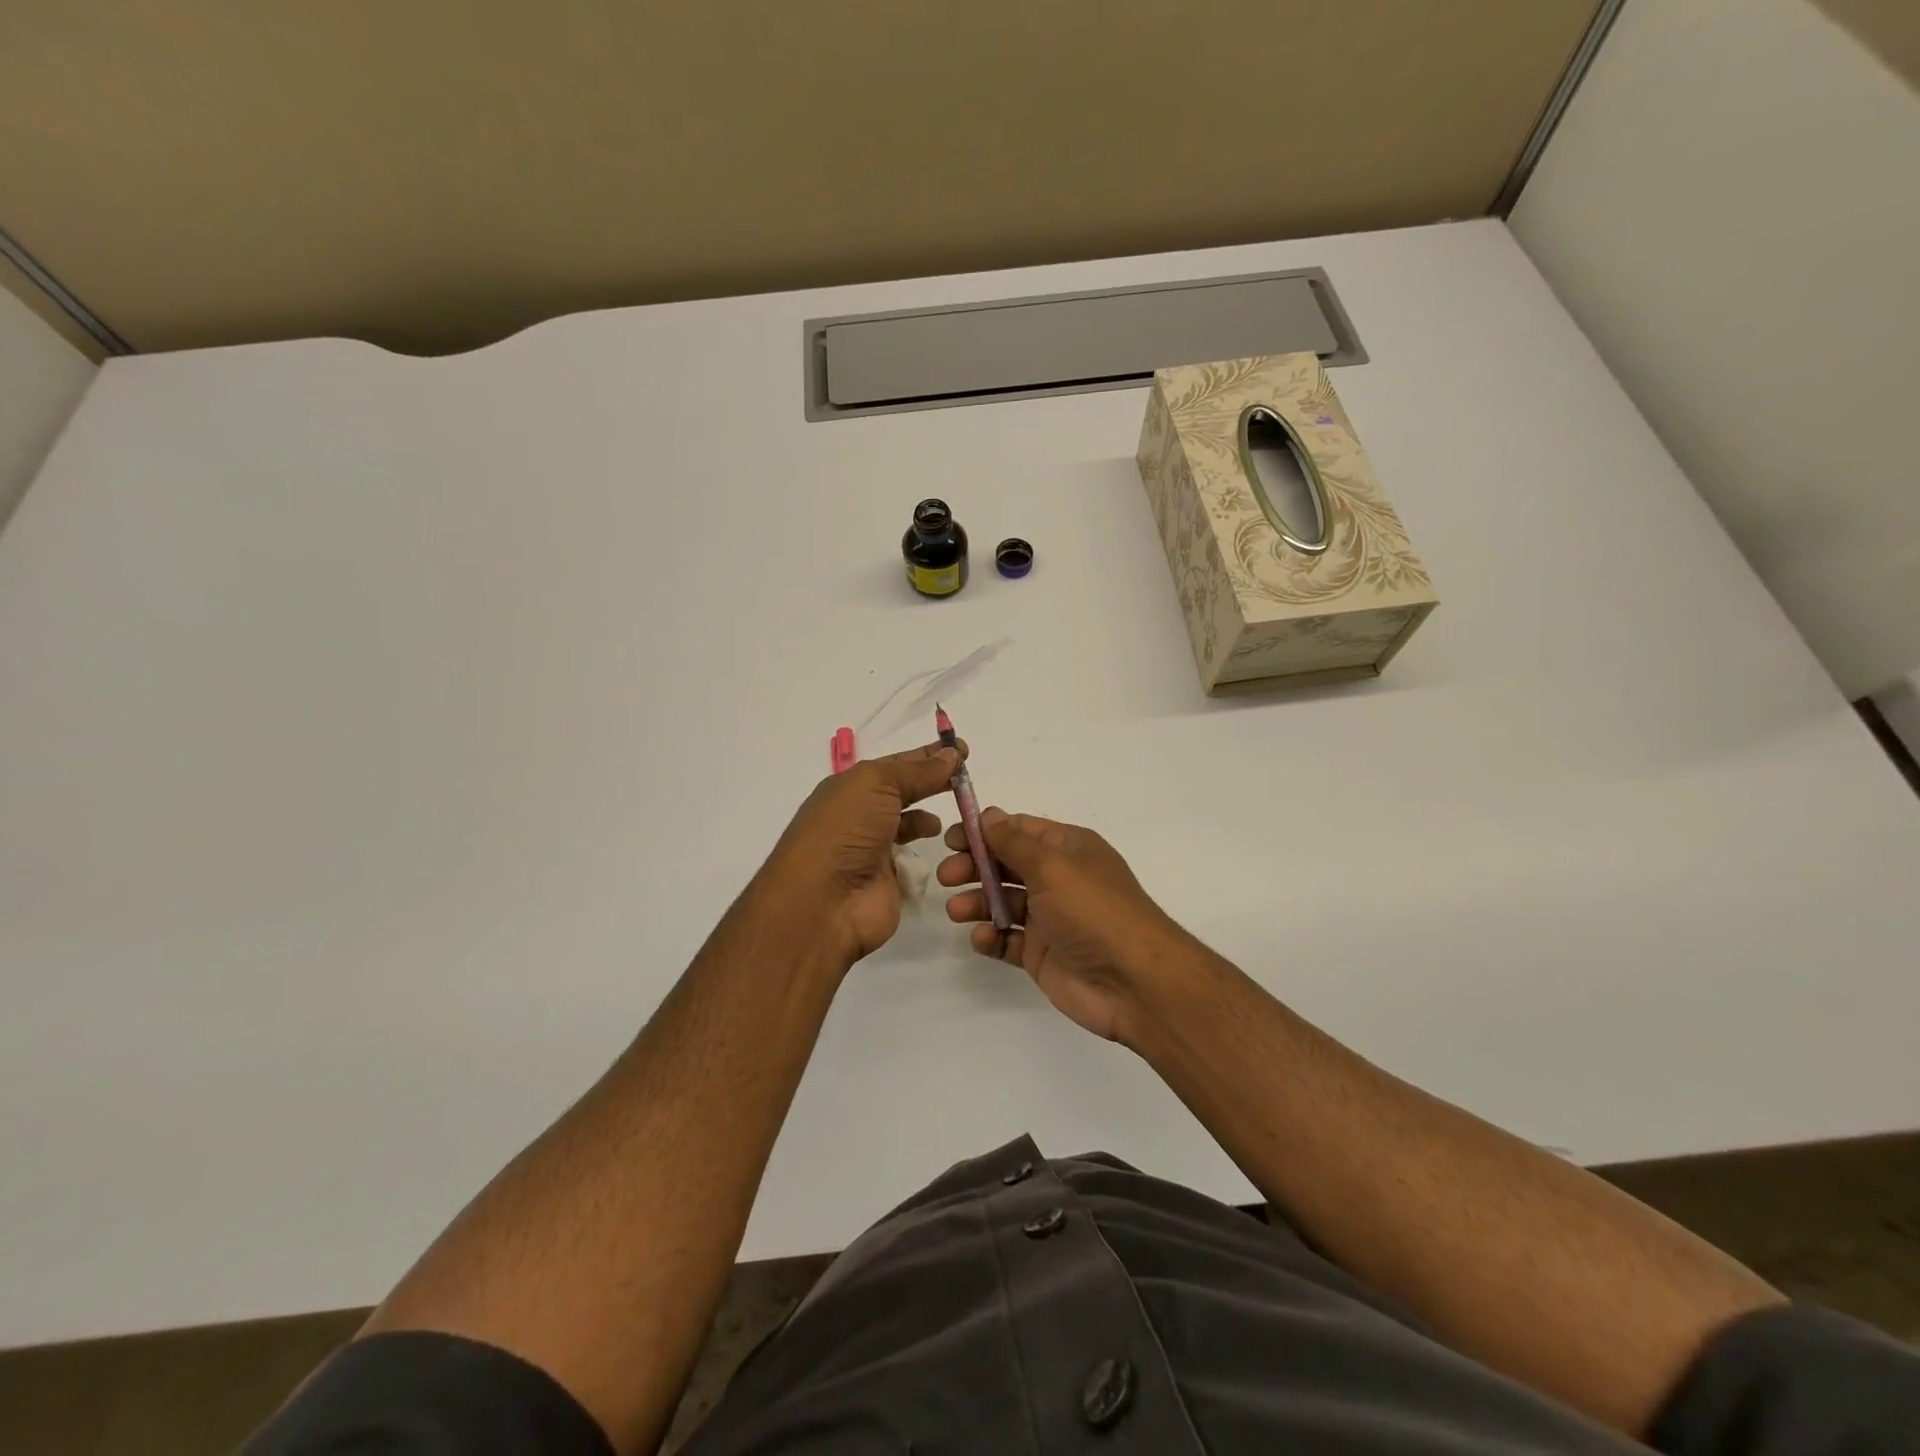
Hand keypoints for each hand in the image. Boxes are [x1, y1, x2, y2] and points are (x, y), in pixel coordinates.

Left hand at [759, 741, 962, 969]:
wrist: (824, 901)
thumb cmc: (846, 830)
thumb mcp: (878, 784)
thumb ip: (918, 771)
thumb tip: (951, 755)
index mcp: (851, 787)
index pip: (895, 764)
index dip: (927, 755)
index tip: (962, 749)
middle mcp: (860, 815)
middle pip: (903, 792)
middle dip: (932, 782)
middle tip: (967, 778)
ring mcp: (873, 849)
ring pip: (909, 825)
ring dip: (929, 817)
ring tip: (960, 812)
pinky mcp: (888, 880)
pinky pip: (913, 859)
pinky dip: (927, 850)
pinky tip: (942, 844)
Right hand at [938, 809, 1192, 1042]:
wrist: (1133, 981)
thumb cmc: (1093, 910)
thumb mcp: (1052, 865)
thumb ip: (1014, 842)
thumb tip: (989, 815)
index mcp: (1068, 849)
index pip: (1020, 830)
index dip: (985, 831)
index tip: (952, 838)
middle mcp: (1059, 879)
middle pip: (1007, 865)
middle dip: (975, 866)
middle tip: (947, 875)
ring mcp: (1050, 918)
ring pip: (1003, 902)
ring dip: (977, 901)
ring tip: (957, 910)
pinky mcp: (1042, 953)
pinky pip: (1008, 939)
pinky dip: (991, 937)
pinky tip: (982, 937)